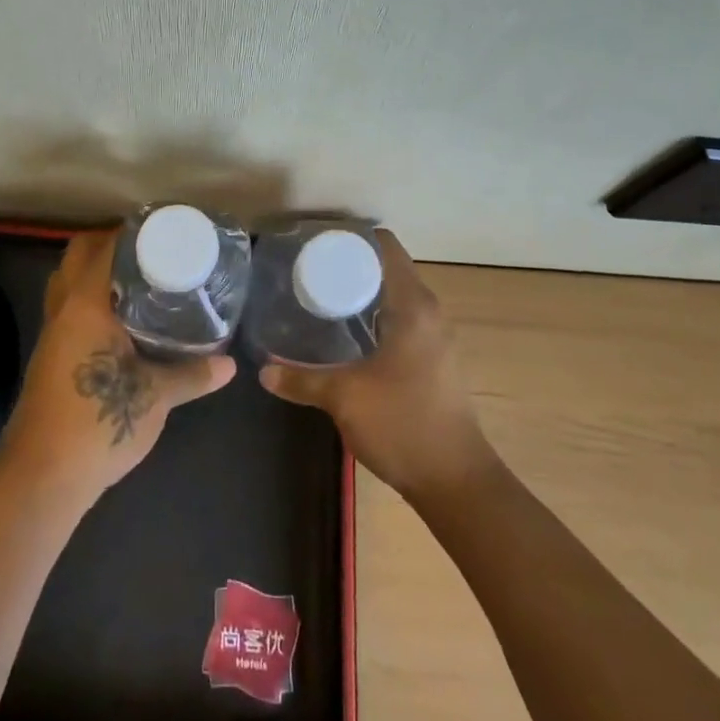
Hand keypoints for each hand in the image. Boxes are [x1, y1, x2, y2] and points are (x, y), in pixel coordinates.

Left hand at [0, 229, 236, 503]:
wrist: (44, 475)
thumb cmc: (99, 422)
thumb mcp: (155, 397)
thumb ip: (192, 375)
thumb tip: (230, 364)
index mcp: (86, 305)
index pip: (102, 247)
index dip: (128, 231)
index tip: (159, 228)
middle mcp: (63, 308)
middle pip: (76, 255)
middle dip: (107, 244)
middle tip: (147, 250)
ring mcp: (51, 331)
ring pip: (67, 281)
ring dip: (94, 271)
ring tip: (136, 277)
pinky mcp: (49, 354)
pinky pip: (67, 307)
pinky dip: (88, 298)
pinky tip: (118, 316)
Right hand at [259, 230, 496, 501]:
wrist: (456, 482)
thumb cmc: (403, 424)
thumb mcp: (344, 397)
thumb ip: (301, 379)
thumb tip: (263, 369)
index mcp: (414, 306)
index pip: (387, 248)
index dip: (354, 238)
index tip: (318, 242)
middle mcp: (430, 313)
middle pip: (389, 270)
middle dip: (351, 266)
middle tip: (309, 269)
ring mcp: (436, 338)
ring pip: (396, 298)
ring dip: (364, 293)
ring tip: (320, 296)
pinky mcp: (435, 361)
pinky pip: (402, 321)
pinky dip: (375, 317)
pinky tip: (346, 334)